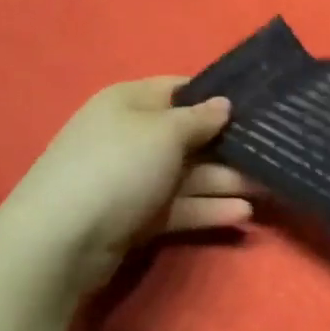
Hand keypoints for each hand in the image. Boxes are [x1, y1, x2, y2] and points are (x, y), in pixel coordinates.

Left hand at [0, 78, 255, 307]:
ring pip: (187, 174)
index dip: (215, 96)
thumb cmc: (117, 167)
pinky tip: (241, 215)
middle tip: (270, 152)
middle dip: (227, 145)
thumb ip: (199, 119)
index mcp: (130, 102)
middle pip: (188, 135)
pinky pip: (178, 206)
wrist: (59, 241)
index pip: (179, 89)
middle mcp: (131, 135)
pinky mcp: (134, 217)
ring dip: (224, 181)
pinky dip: (206, 208)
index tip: (255, 106)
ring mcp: (131, 178)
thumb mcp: (164, 132)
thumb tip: (224, 103)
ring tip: (266, 189)